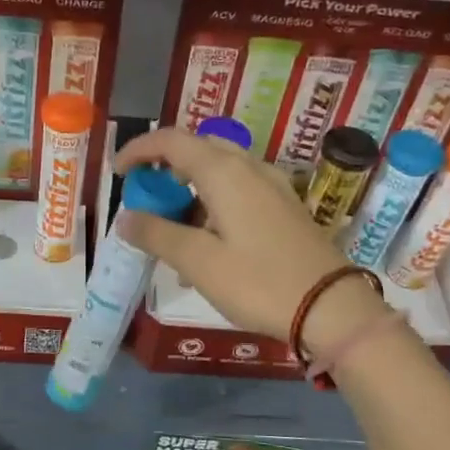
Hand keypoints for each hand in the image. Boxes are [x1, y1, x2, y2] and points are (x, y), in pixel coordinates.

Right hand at [115, 127, 382, 351]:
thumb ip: (157, 234)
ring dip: (188, 191)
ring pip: (219, 171)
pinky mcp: (284, 207)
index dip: (138, 150)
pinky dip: (212, 205)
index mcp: (224, 172)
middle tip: (145, 199)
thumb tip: (125, 218)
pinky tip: (206, 248)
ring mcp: (272, 186)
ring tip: (172, 233)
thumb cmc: (258, 282)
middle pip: (197, 150)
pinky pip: (238, 191)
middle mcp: (250, 168)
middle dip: (164, 169)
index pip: (171, 141)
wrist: (332, 308)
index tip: (118, 173)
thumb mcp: (198, 262)